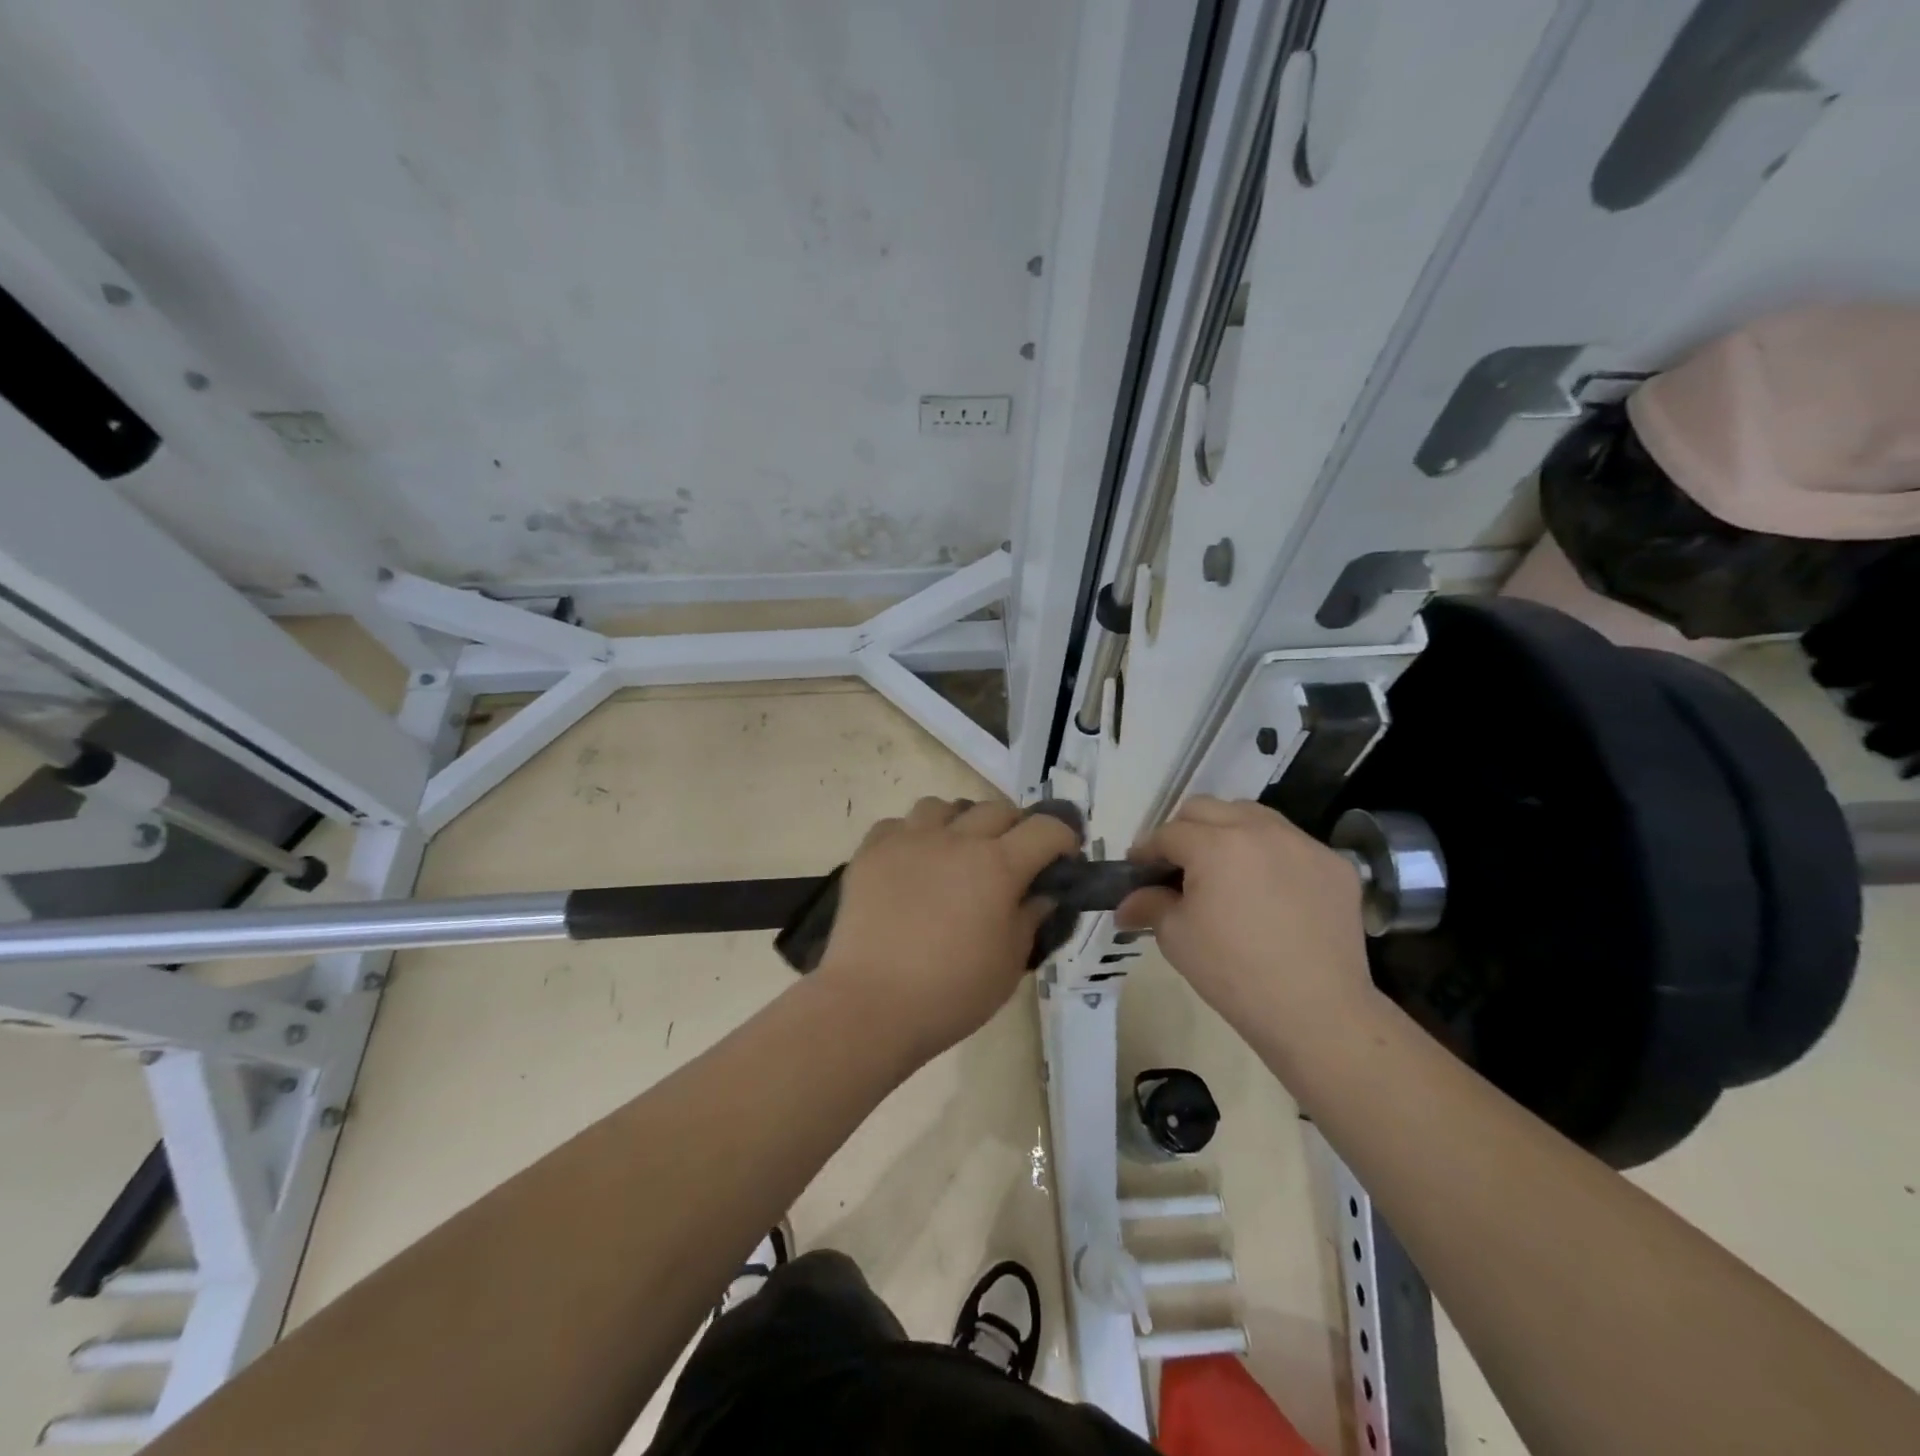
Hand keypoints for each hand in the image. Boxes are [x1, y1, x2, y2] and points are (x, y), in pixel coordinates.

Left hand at [816, 797, 1079, 1062]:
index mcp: (998, 865)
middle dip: (1014, 828)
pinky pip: (899, 825)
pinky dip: (913, 837)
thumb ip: (1030, 919)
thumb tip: (1041, 894)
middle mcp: (956, 839)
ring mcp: (910, 840)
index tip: (1063, 858)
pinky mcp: (872, 851)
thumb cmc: (952, 992)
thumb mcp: (1010, 963)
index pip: (1045, 828)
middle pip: (996, 809)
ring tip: (956, 853)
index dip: (1062, 838)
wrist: (872, 1004)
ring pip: (944, 807)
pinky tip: (912, 865)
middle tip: (1012, 859)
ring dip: (960, 823)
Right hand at [1116, 797, 1373, 1033]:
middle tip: (1177, 866)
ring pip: (1252, 815)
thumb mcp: (1176, 938)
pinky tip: (1269, 891)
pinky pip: (1292, 844)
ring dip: (1228, 832)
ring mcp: (1303, 844)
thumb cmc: (1233, 973)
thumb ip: (1149, 905)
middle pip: (1207, 809)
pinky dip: (1271, 855)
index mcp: (1216, 845)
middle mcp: (1260, 830)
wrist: (1317, 1012)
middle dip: (1183, 831)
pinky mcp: (1334, 865)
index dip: (1146, 851)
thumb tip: (1126, 904)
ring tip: (1224, 869)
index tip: (1137, 870)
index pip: (1168, 833)